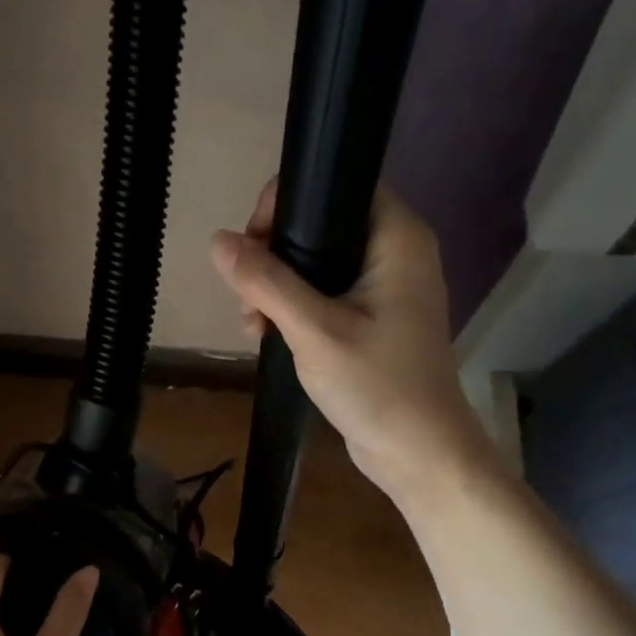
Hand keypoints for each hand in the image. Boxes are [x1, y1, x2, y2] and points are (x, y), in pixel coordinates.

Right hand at [210, 181, 496, 499]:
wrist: (417, 451)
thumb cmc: (376, 385)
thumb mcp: (314, 330)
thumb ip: (266, 282)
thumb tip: (218, 241)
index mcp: (396, 237)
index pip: (336, 185)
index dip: (287, 203)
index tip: (254, 246)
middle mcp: (395, 251)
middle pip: (320, 224)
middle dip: (273, 255)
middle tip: (247, 297)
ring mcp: (385, 286)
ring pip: (317, 263)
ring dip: (277, 287)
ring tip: (252, 326)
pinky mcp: (374, 317)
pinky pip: (325, 293)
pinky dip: (294, 308)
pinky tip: (267, 335)